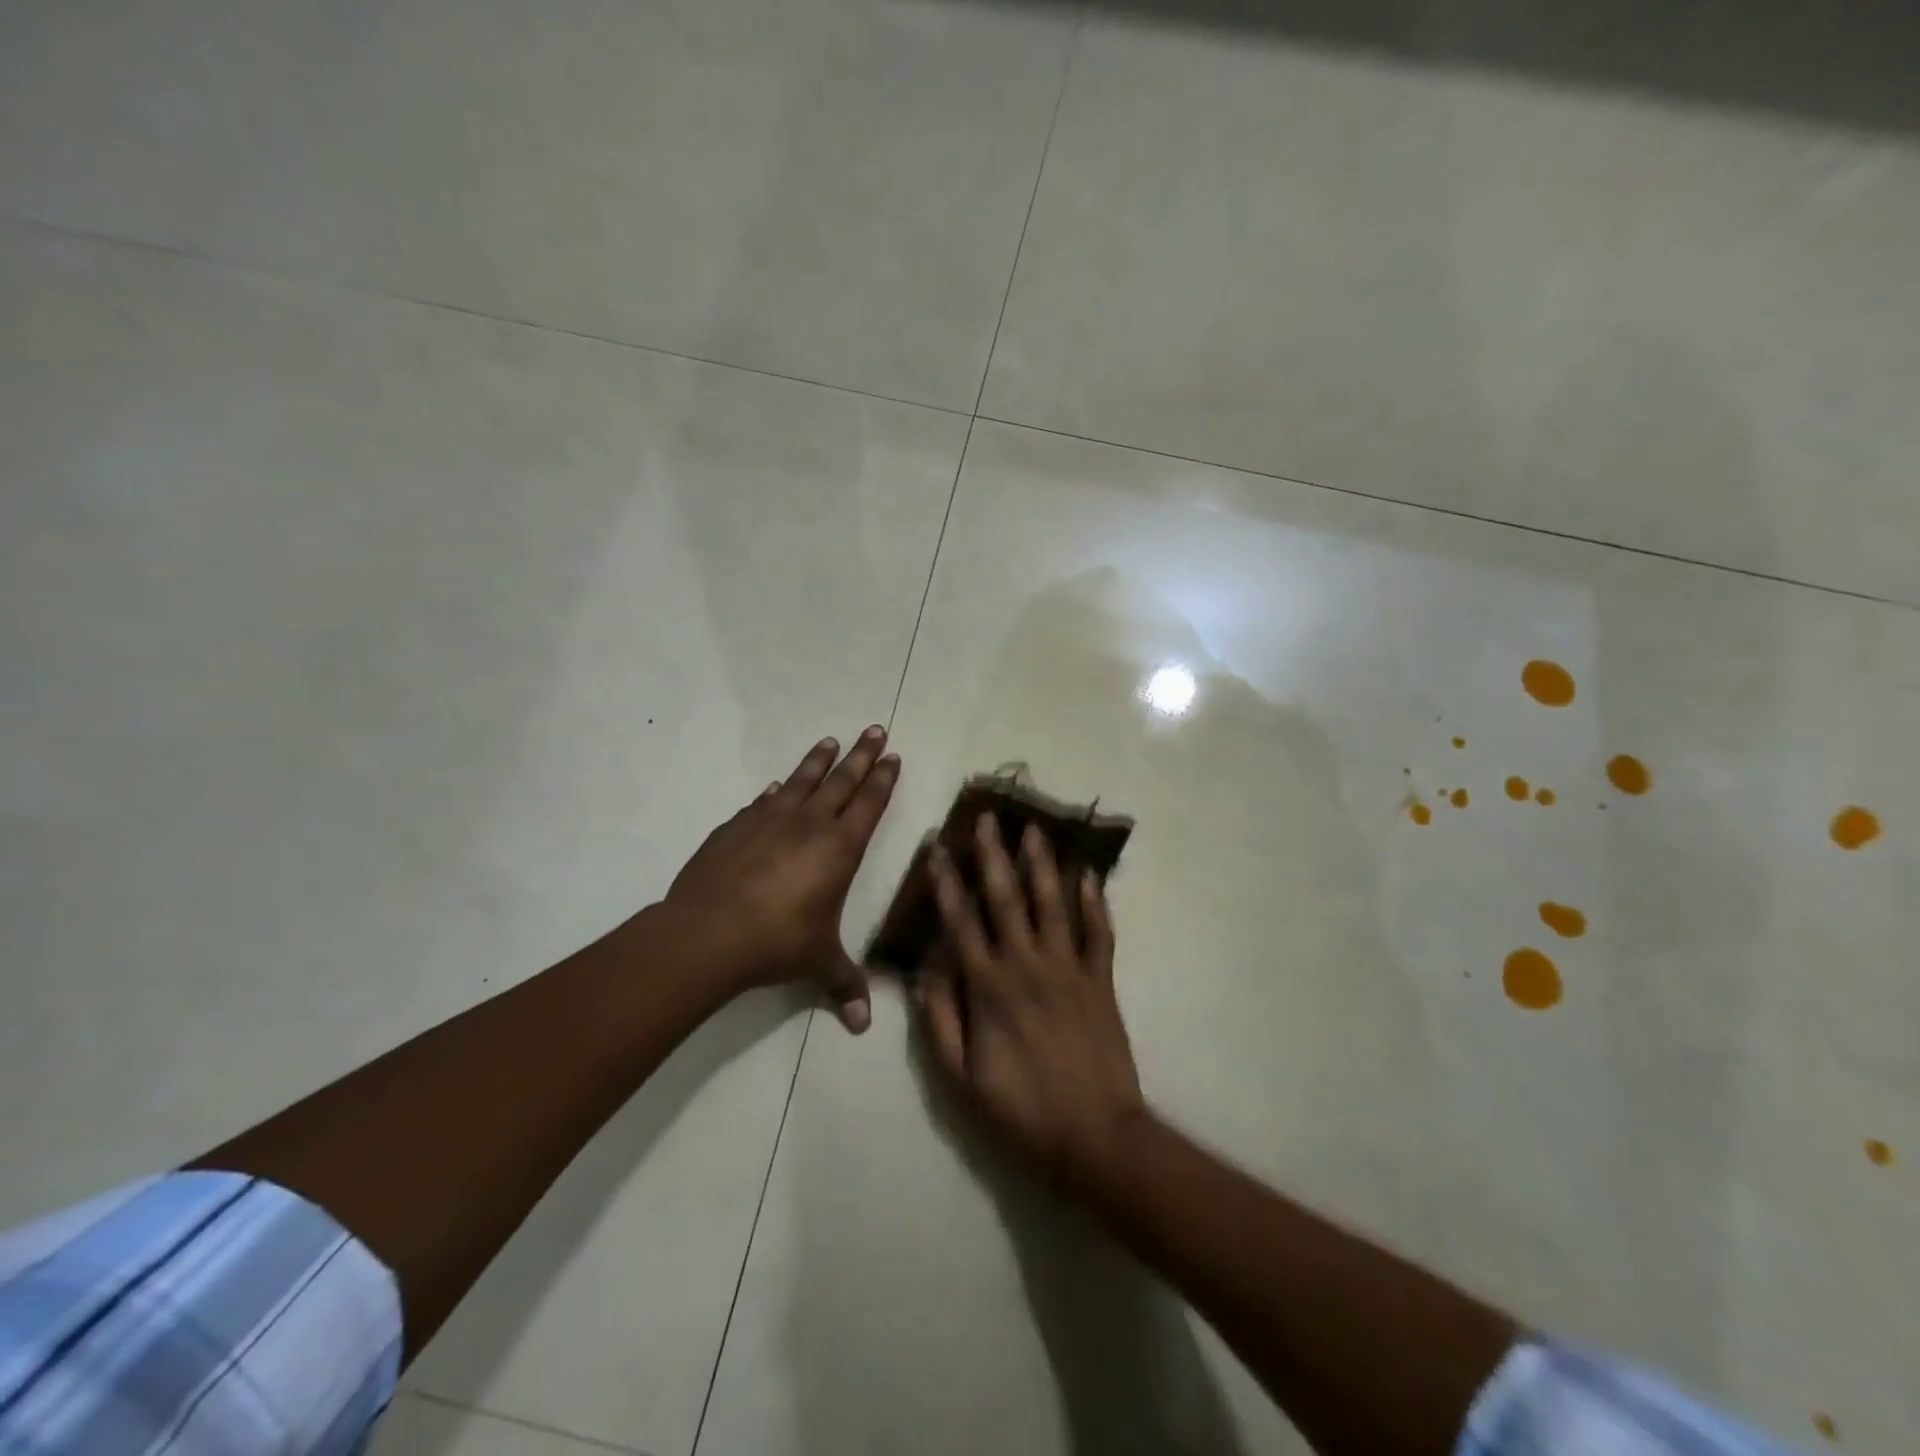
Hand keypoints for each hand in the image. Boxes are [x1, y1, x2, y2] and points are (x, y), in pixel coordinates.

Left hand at [664, 727, 898, 1030]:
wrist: (709, 933)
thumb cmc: (778, 943)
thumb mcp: (819, 964)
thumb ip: (844, 986)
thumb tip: (863, 1026)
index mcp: (840, 848)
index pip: (869, 803)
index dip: (883, 779)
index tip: (892, 756)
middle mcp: (809, 824)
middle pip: (842, 780)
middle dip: (861, 755)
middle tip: (874, 729)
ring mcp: (769, 820)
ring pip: (801, 780)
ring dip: (818, 760)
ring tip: (830, 741)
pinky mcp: (736, 827)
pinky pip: (762, 801)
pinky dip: (774, 791)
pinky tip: (774, 786)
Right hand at [919, 814, 1145, 1183]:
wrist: (1095, 1138)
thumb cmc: (1021, 1111)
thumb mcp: (960, 1078)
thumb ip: (940, 1019)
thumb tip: (925, 968)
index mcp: (989, 987)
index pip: (961, 921)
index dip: (946, 883)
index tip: (937, 848)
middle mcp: (1027, 965)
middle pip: (1007, 898)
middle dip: (994, 855)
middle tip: (987, 817)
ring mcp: (1069, 969)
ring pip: (1053, 903)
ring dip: (1042, 863)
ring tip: (1034, 829)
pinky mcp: (1101, 981)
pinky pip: (1100, 933)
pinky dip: (1096, 902)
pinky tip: (1089, 875)